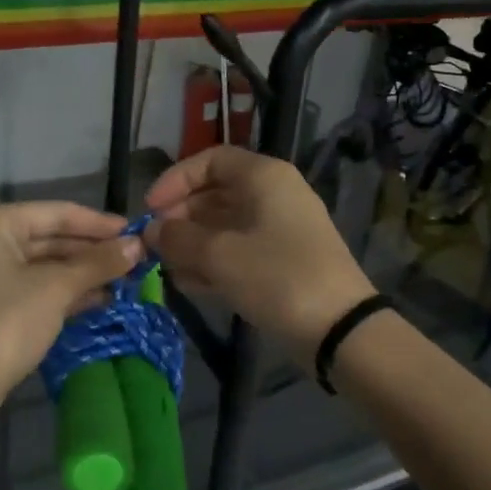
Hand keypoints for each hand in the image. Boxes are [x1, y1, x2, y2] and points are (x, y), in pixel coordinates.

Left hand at [0, 202, 143, 399]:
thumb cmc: (8, 321)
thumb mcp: (57, 288)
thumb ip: (98, 263)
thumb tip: (138, 245)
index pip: (56, 214)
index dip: (99, 223)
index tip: (136, 232)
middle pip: (50, 237)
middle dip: (93, 251)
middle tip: (136, 259)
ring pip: (45, 264)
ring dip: (84, 272)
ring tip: (126, 280)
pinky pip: (36, 286)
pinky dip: (66, 291)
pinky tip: (101, 298)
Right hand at [146, 146, 374, 365]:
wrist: (339, 329)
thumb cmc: (276, 277)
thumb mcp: (219, 255)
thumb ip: (178, 237)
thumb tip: (151, 230)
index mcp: (263, 177)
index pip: (210, 160)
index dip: (176, 180)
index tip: (151, 209)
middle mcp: (273, 195)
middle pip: (215, 193)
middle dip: (180, 217)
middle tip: (154, 244)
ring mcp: (280, 229)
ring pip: (224, 225)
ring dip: (192, 243)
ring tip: (165, 268)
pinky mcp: (282, 261)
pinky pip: (238, 251)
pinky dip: (213, 262)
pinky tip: (188, 284)